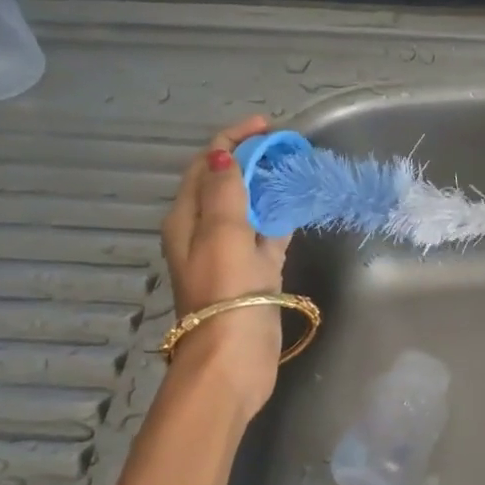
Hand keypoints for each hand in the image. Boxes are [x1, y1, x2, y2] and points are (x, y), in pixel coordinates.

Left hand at [160, 117, 290, 418]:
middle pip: (226, 184)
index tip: (267, 127)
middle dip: (251, 160)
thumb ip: (225, 192)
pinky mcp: (252, 275)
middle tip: (286, 147)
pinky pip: (265, 237)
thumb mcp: (222, 234)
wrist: (233, 357)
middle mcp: (203, 232)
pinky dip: (278, 219)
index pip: (206, 165)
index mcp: (187, 219)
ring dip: (266, 187)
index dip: (232, 140)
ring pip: (247, 209)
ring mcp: (229, 254)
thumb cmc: (225, 292)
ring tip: (295, 170)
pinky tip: (297, 209)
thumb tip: (223, 156)